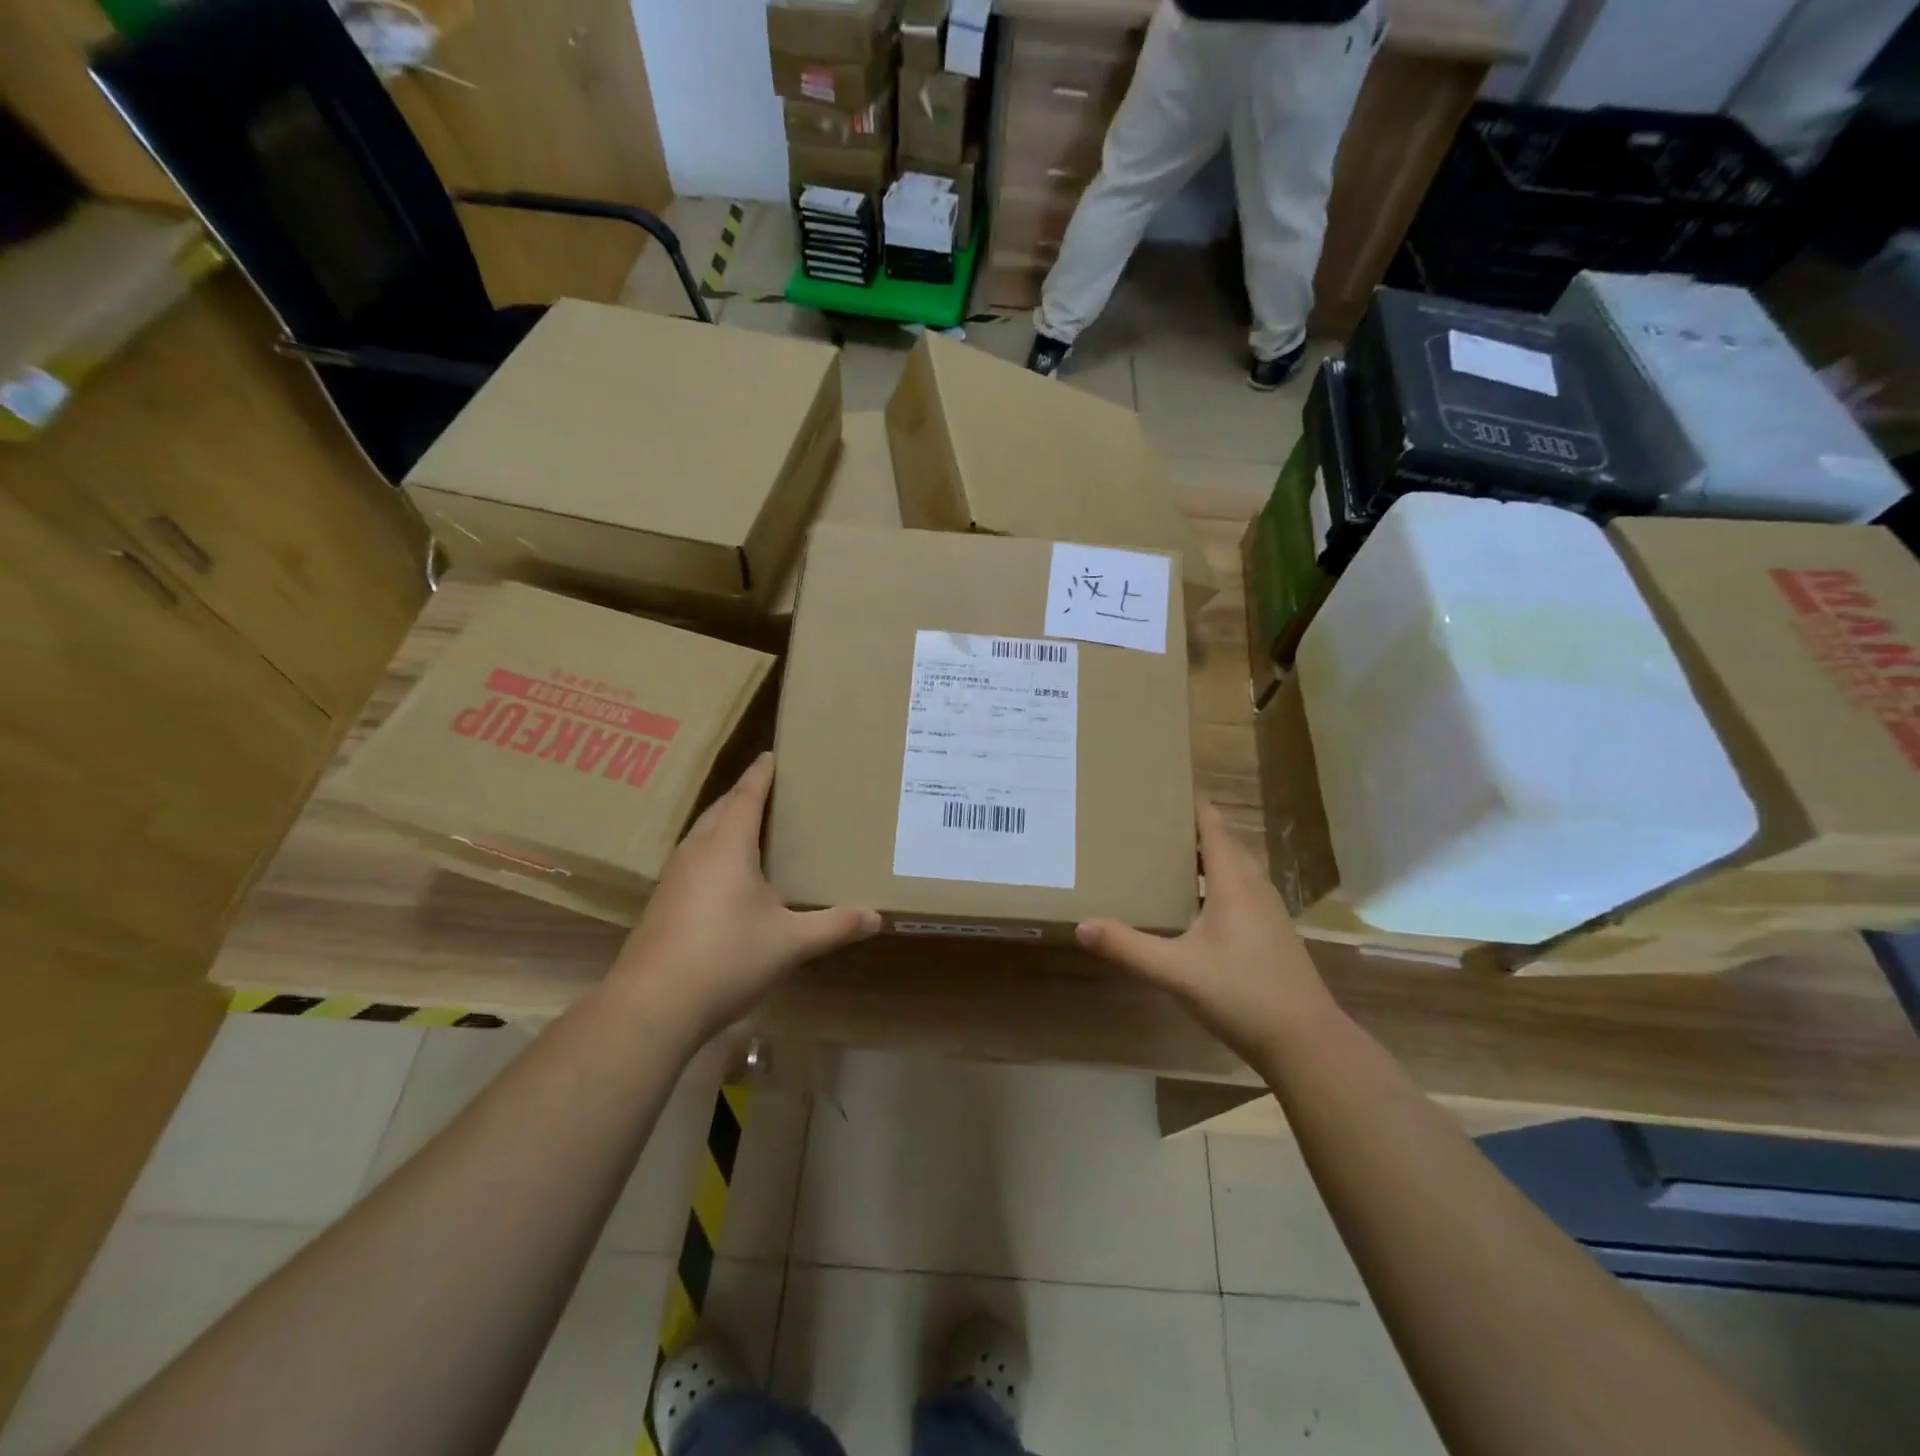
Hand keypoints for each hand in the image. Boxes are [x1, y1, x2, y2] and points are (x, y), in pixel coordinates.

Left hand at [610, 753, 879, 1039]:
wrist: (652, 1005)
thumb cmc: (726, 959)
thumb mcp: (790, 943)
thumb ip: (834, 926)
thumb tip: (877, 917)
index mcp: (728, 846)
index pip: (747, 795)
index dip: (762, 773)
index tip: (775, 754)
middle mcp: (697, 850)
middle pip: (722, 807)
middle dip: (746, 793)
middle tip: (776, 789)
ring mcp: (674, 875)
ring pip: (704, 831)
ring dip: (728, 820)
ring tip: (756, 824)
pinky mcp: (664, 900)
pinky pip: (695, 855)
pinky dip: (715, 847)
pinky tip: (729, 872)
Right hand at [1076, 800, 1338, 1064]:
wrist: (1307, 1043)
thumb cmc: (1243, 995)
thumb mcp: (1176, 972)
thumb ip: (1128, 947)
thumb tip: (1082, 925)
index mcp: (1235, 882)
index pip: (1212, 824)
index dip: (1189, 801)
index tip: (1158, 784)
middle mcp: (1254, 886)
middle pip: (1221, 841)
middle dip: (1187, 826)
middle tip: (1146, 819)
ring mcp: (1267, 910)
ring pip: (1232, 867)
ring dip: (1201, 855)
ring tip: (1161, 853)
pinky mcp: (1269, 932)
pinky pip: (1238, 889)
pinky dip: (1213, 880)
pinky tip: (1190, 902)